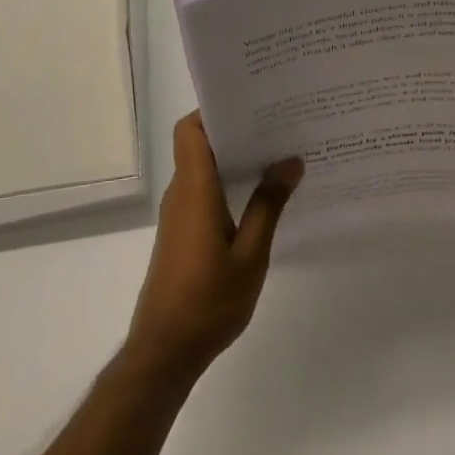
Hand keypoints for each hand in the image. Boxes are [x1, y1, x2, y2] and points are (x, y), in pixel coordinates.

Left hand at [125, 113, 302, 382]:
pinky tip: (259, 195)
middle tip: (277, 122)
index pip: (190, 130)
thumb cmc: (208, 301)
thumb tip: (290, 160)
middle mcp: (181, 193)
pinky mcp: (181, 233)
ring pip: (203, 168)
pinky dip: (227, 182)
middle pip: (199, 143)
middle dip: (234, 129)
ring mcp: (178, 214)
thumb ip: (268, 205)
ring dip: (233, 157)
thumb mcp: (251, 255)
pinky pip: (203, 191)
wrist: (164, 352)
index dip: (213, 109)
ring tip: (276, 153)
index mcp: (194, 190)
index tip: (250, 102)